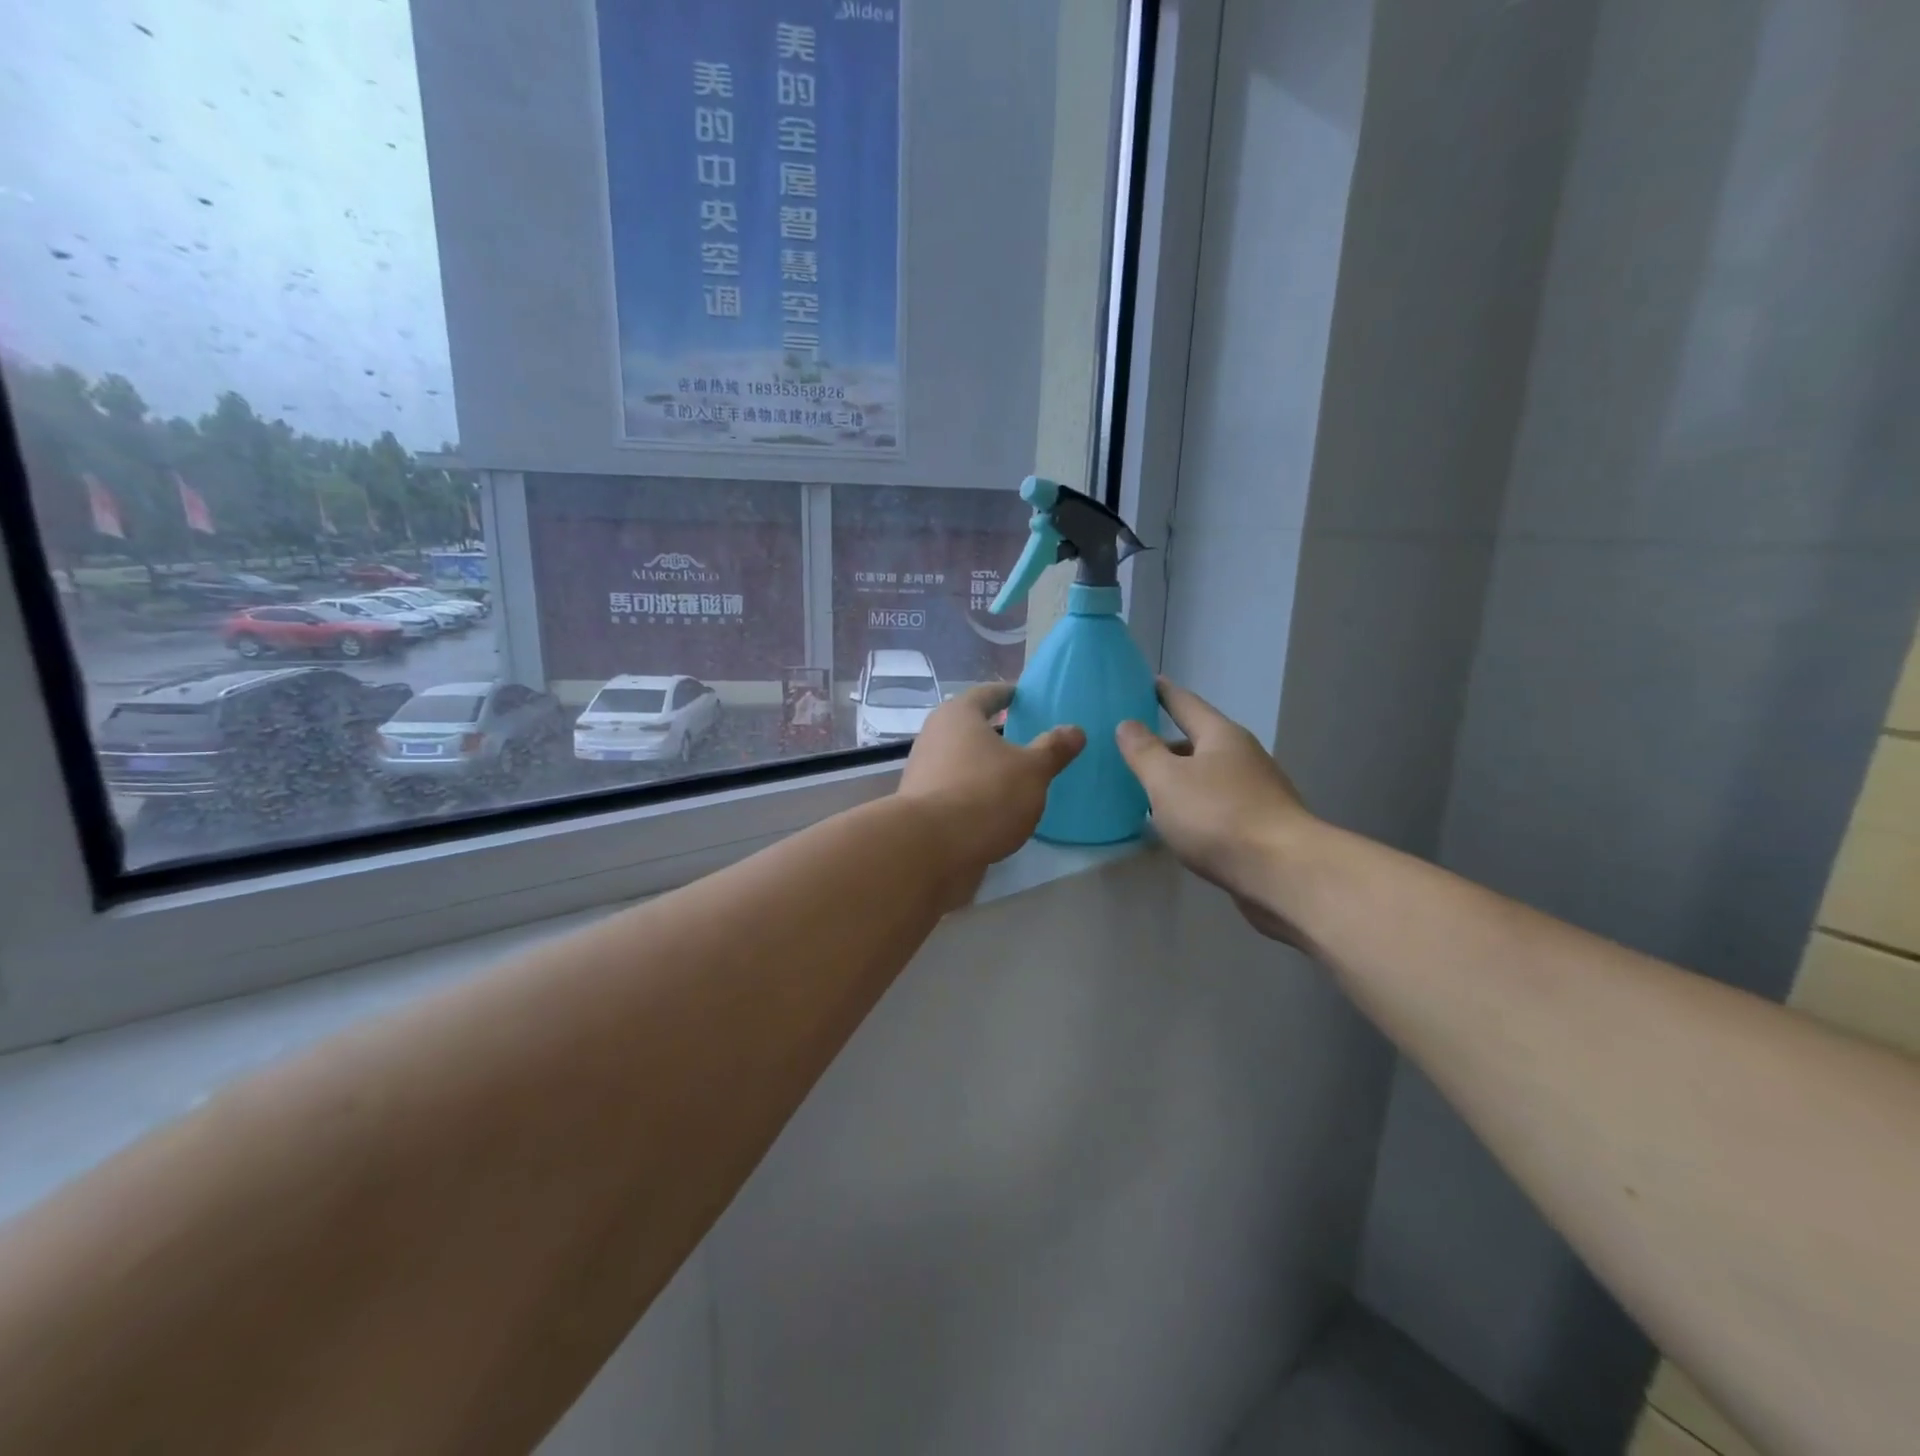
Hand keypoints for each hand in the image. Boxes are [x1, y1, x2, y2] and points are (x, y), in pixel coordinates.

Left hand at [898, 684, 1083, 907]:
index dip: (1008, 694)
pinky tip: (996, 808)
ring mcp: (924, 773)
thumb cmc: (985, 794)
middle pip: (969, 727)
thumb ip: (1053, 749)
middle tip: (1026, 737)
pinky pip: (956, 790)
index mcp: (958, 715)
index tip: (1024, 696)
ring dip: (984, 765)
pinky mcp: (922, 807)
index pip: (987, 694)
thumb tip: (1075, 730)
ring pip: (961, 760)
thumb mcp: (1032, 771)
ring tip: (1016, 775)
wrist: (930, 849)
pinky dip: (975, 793)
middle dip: (995, 732)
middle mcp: (934, 736)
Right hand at [1116, 680, 1316, 941]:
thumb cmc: (1218, 817)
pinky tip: (1178, 823)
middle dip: (1168, 743)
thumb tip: (1128, 723)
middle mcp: (1243, 756)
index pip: (1186, 704)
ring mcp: (1256, 791)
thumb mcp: (1166, 781)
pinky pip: (1217, 805)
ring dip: (1180, 778)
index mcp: (1221, 736)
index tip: (1149, 681)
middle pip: (1199, 741)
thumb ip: (1143, 751)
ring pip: (1208, 776)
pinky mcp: (1261, 825)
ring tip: (1148, 787)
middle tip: (1134, 746)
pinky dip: (1194, 806)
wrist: (1283, 872)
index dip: (1165, 693)